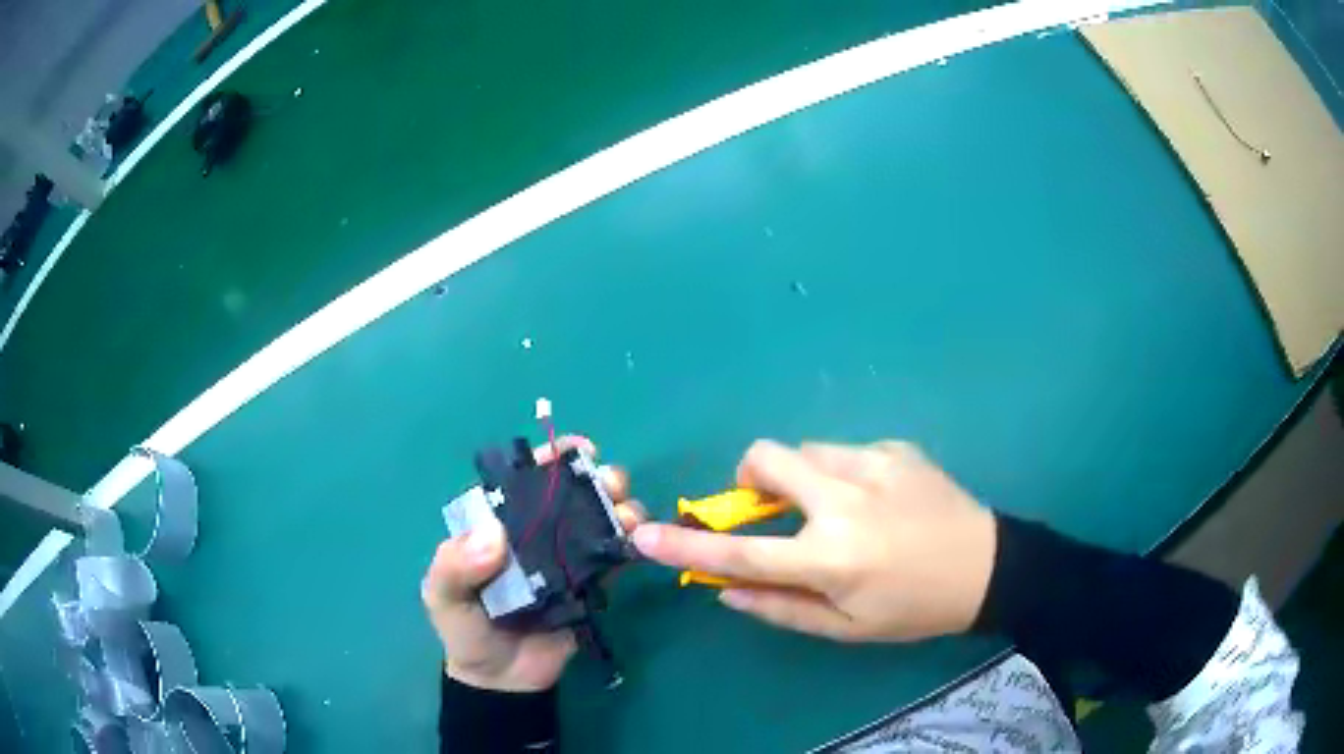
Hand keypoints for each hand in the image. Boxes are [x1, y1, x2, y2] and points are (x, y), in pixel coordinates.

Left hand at [422, 436, 643, 691]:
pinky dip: (629, 543)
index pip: (525, 479)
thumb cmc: (465, 628)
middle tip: (610, 485)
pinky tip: (637, 541)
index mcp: (499, 523)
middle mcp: (536, 532)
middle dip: (596, 478)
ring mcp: (567, 557)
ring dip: (620, 506)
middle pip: (571, 493)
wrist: (501, 678)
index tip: (577, 450)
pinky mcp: (592, 583)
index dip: (551, 458)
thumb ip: (455, 565)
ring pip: (599, 519)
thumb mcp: (443, 595)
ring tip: (627, 516)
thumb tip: (494, 535)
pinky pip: (614, 557)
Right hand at [632, 440, 996, 641]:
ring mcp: (875, 465)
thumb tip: (725, 590)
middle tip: (772, 507)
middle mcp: (847, 502)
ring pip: (806, 450)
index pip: (741, 553)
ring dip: (803, 479)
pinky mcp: (897, 448)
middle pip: (768, 459)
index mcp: (832, 558)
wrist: (988, 566)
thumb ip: (781, 608)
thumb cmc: (915, 609)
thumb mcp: (847, 627)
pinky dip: (844, 475)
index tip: (643, 535)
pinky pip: (847, 453)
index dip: (686, 546)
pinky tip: (880, 500)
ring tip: (840, 509)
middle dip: (751, 478)